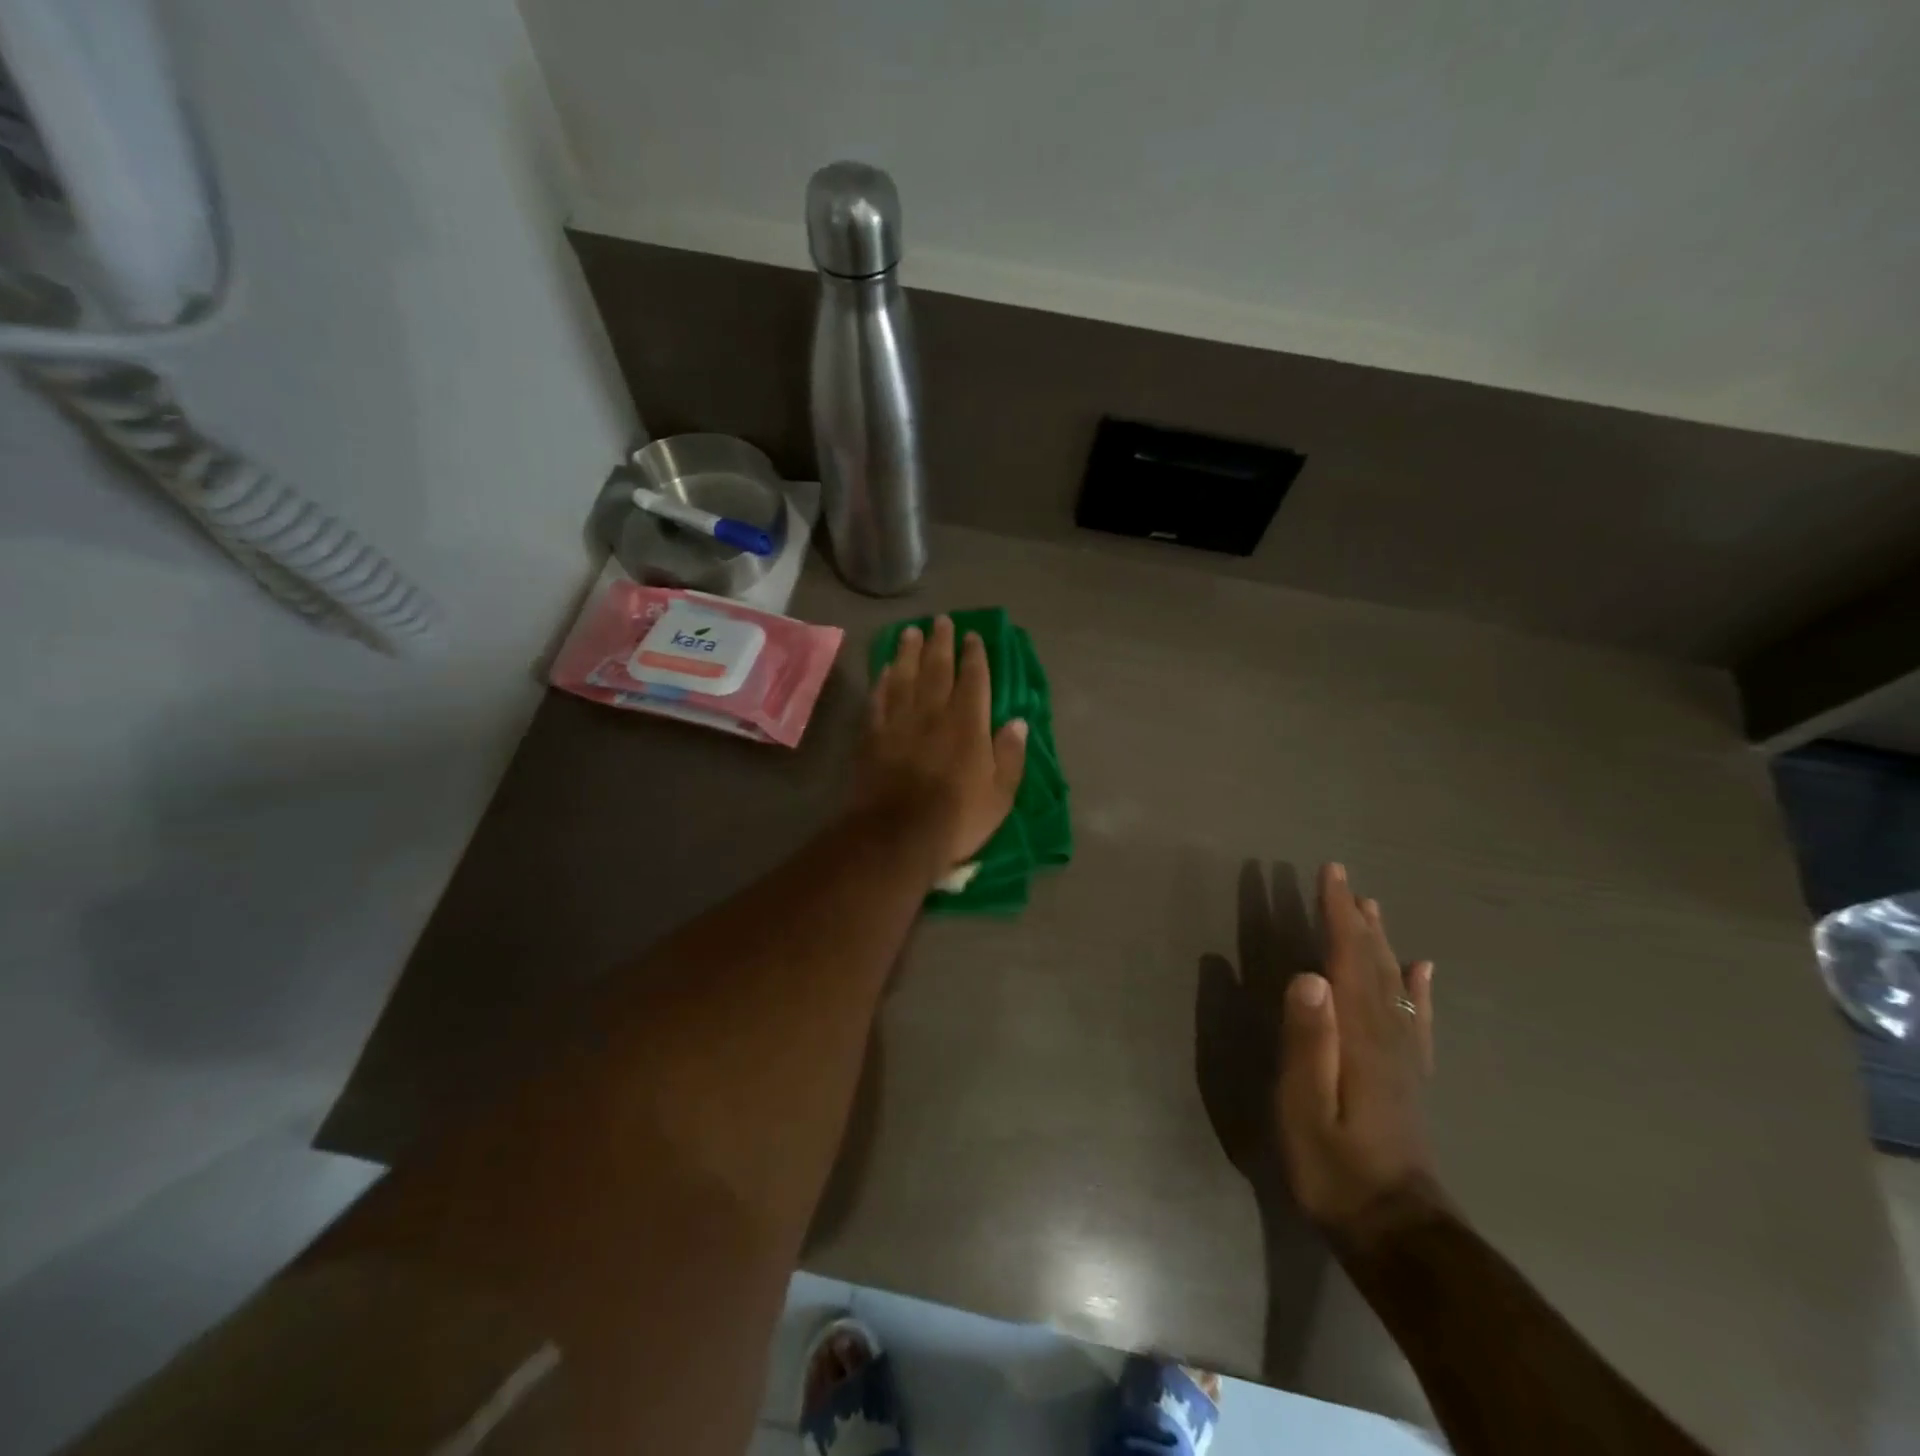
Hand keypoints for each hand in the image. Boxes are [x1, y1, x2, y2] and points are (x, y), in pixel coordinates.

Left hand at [855, 616, 1028, 876]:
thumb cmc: (957, 818)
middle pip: (937, 668)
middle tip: (941, 621)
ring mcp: (899, 722)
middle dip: (941, 642)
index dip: (974, 655)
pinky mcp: (872, 736)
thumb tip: (1018, 722)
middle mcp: (933, 713)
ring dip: (908, 652)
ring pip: (904, 676)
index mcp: (968, 723)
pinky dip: (882, 681)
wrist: (897, 837)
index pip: (973, 679)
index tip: (973, 636)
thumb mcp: (1000, 794)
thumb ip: (1010, 755)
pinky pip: (878, 699)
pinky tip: (884, 670)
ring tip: (911, 633)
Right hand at [1277, 863, 1444, 1249]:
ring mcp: (1404, 1057)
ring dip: (1382, 941)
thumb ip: (1308, 1041)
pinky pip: (1418, 1020)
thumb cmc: (1335, 1167)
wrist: (1396, 1230)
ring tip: (1373, 907)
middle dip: (1356, 917)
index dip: (1338, 914)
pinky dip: (1419, 988)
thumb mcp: (1304, 1106)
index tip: (1330, 874)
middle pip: (1373, 963)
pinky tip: (1422, 970)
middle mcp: (1387, 1035)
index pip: (1347, 959)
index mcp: (1359, 1036)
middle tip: (1343, 878)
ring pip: (1395, 984)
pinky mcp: (1409, 1077)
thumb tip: (1308, 975)